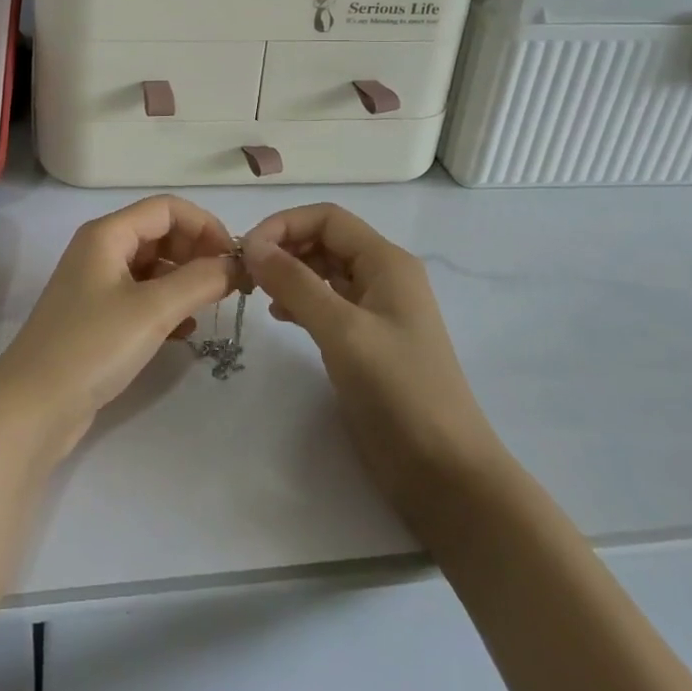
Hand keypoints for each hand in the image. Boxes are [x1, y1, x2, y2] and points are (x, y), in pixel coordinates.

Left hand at [0, 195, 238, 462]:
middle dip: (197, 253)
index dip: (205, 225)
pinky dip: (168, 305)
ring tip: (211, 307)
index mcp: (107, 234)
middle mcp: (101, 250)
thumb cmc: (92, 347)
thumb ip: (200, 281)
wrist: (33, 407)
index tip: (234, 259)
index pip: (167, 208)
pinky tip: (186, 332)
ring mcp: (97, 285)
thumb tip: (237, 264)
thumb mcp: (152, 310)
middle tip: (228, 286)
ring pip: (154, 267)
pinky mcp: (98, 318)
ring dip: (185, 280)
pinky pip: (143, 297)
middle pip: (160, 233)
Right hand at [243, 204, 506, 523]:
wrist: (444, 472)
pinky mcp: (367, 340)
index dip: (284, 225)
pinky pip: (327, 302)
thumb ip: (295, 283)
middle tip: (246, 274)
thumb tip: (251, 245)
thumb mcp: (342, 330)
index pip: (327, 218)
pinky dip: (300, 300)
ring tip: (258, 293)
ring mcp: (376, 309)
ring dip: (289, 273)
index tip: (246, 252)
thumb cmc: (398, 390)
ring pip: (323, 271)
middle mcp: (383, 276)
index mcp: (386, 262)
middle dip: (284, 248)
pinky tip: (280, 316)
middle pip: (325, 240)